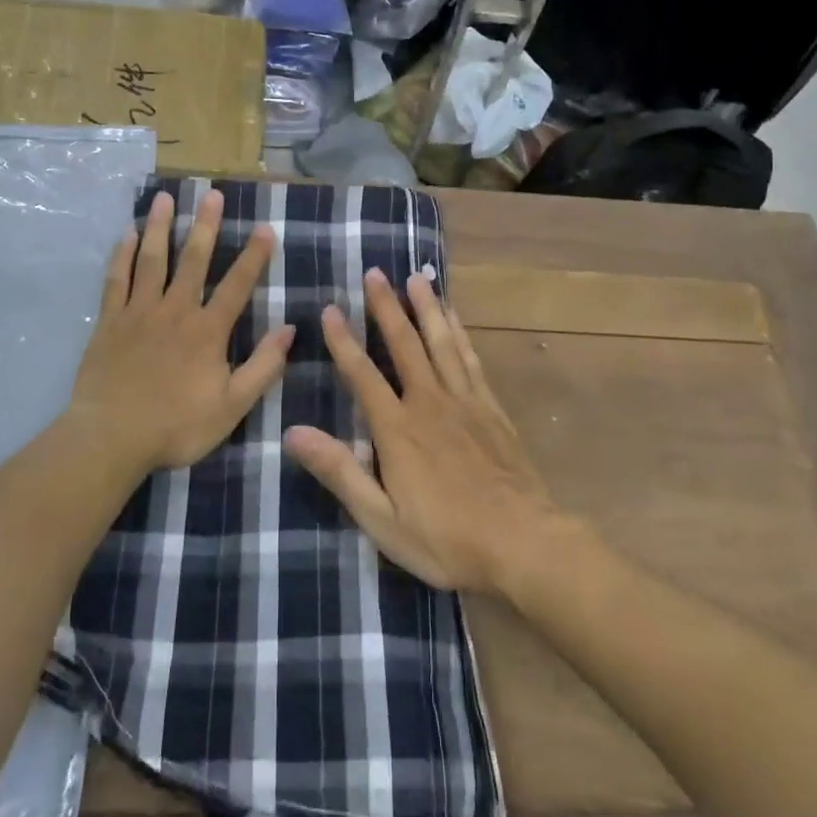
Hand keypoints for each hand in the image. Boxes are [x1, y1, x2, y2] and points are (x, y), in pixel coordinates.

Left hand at [69, 189, 292, 473]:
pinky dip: (122, 254)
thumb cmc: (176, 426)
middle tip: (212, 194)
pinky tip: (128, 233)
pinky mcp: (109, 321)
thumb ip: (263, 367)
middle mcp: (175, 311)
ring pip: (152, 260)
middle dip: (206, 225)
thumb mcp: (232, 406)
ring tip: (166, 197)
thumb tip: (290, 329)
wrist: (111, 438)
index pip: (237, 285)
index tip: (265, 227)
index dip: (254, 256)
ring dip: (161, 227)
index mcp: (207, 331)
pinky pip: (116, 279)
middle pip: (193, 260)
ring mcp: (138, 312)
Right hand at [284, 269, 557, 593]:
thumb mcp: (382, 519)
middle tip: (374, 273)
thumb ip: (340, 472)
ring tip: (415, 277)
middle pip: (404, 345)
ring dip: (425, 308)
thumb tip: (293, 433)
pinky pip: (470, 359)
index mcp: (398, 430)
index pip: (362, 375)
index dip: (343, 341)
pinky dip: (460, 333)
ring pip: (440, 342)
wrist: (523, 543)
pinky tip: (453, 317)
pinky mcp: (491, 408)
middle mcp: (429, 403)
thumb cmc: (446, 539)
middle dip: (386, 307)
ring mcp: (465, 401)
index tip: (329, 309)